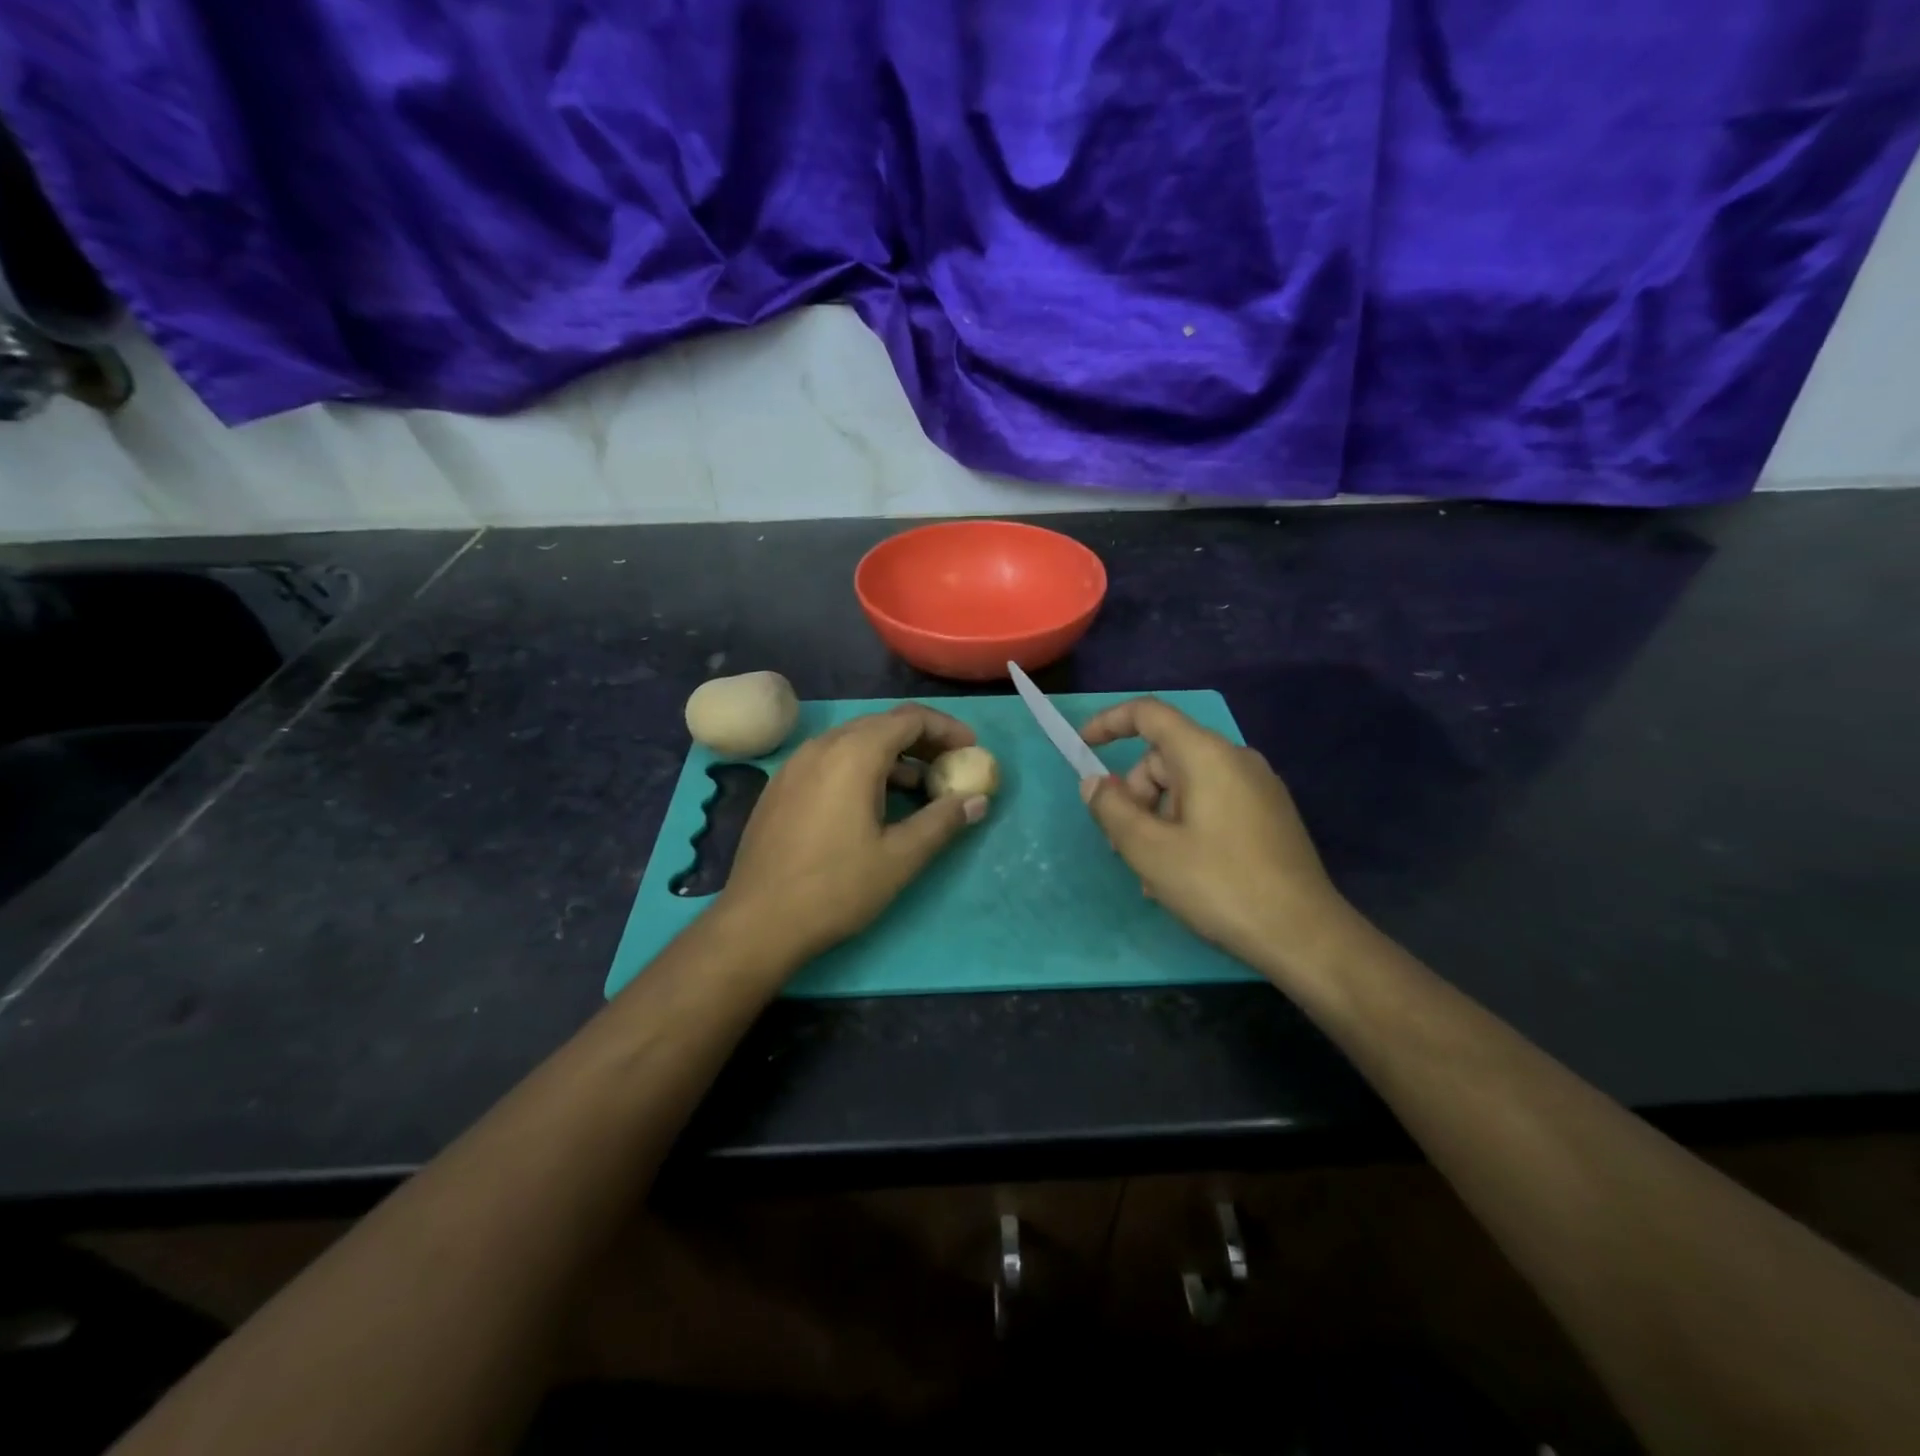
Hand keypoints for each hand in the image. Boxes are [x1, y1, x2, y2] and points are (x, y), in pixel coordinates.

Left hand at [718, 704, 989, 963]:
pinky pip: (831, 761)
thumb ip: (943, 821)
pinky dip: (862, 768)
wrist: (758, 922)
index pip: (910, 719)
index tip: (971, 749)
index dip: (946, 729)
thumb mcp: (900, 857)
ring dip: (892, 757)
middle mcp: (822, 746)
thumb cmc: (836, 887)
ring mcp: (796, 764)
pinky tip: (873, 803)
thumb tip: (978, 801)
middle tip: (950, 767)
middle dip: (921, 741)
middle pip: (882, 725)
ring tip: (920, 789)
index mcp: (854, 754)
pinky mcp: (781, 786)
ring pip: (854, 742)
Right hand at [1079, 697, 1350, 973]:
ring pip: (1185, 786)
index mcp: (1206, 755)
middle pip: (1164, 758)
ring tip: (1154, 873)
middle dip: (1135, 795)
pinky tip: (1183, 872)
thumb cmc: (1220, 885)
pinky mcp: (1269, 815)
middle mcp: (1235, 759)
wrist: (1304, 935)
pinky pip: (1211, 804)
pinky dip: (1185, 826)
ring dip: (1157, 819)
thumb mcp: (1149, 850)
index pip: (1149, 714)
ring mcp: (1257, 787)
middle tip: (1125, 846)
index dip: (1110, 722)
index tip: (1084, 747)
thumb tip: (1095, 782)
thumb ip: (1112, 809)